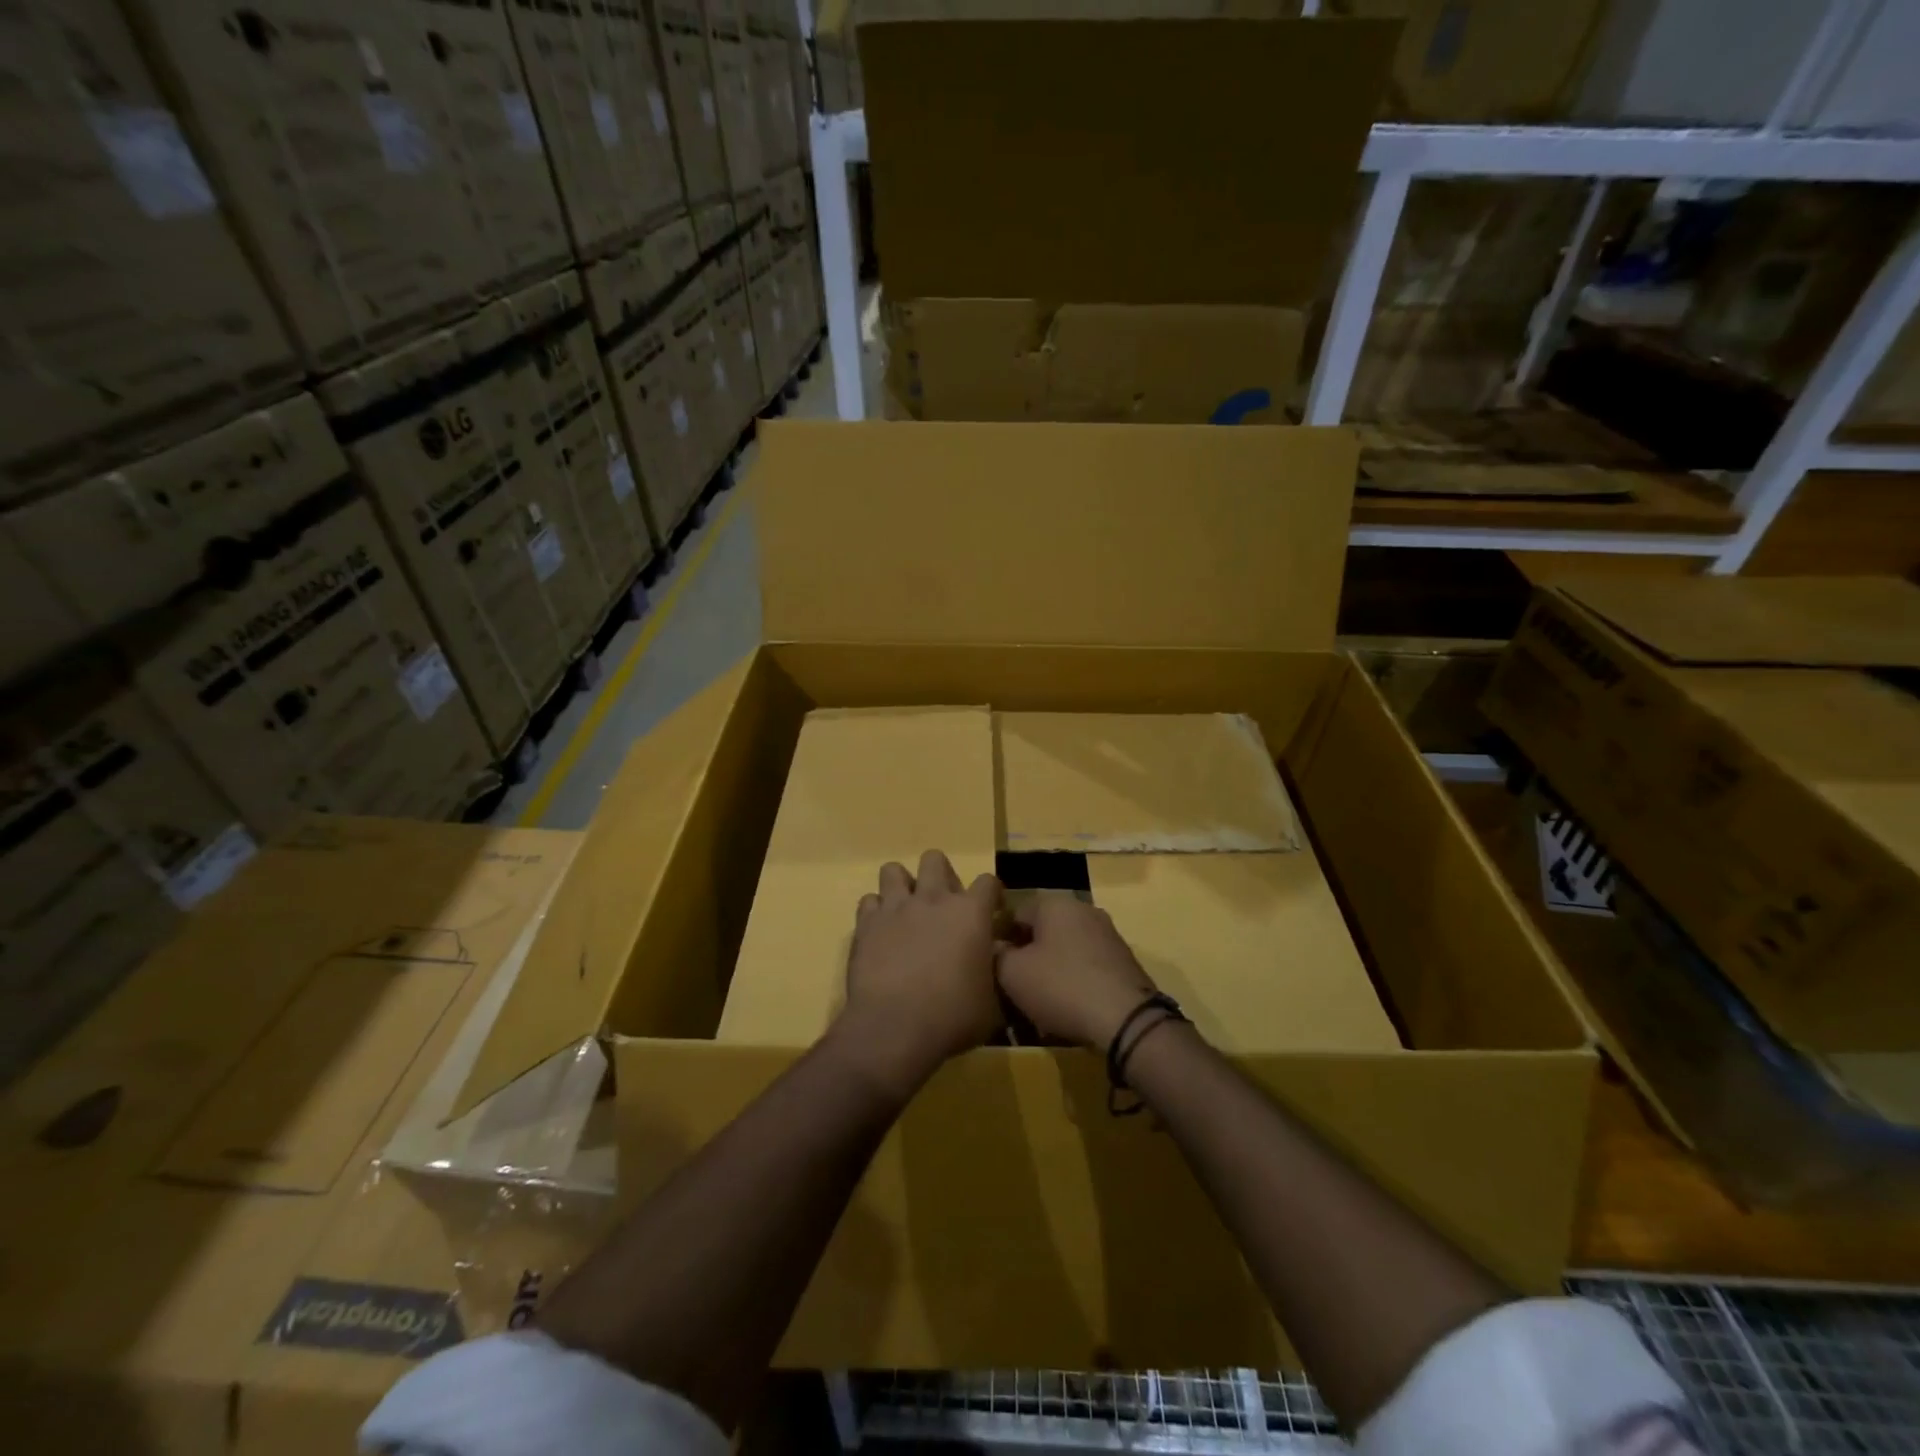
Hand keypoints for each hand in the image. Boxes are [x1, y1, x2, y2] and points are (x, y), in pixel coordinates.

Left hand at [834, 850, 1004, 1096]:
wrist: (895, 1029)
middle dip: (941, 876)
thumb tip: (993, 962)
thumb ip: (994, 973)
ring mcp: (896, 908)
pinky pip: (869, 901)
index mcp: (970, 913)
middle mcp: (933, 899)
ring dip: (902, 886)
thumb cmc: (952, 1018)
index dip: (991, 895)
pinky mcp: (866, 924)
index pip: (988, 881)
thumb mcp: (991, 1003)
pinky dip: (876, 913)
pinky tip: (881, 932)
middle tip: (943, 907)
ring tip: (906, 911)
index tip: (990, 913)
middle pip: (935, 859)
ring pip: (893, 870)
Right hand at [995, 894, 1157, 1050]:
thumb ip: (996, 955)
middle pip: (1043, 931)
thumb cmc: (1061, 986)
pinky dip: (1074, 982)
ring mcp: (1108, 935)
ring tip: (1039, 1003)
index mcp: (1055, 904)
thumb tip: (994, 948)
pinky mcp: (1123, 961)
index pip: (1015, 913)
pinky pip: (1087, 967)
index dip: (999, 938)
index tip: (992, 966)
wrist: (1126, 1019)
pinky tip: (1067, 1009)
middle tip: (1014, 986)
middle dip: (1027, 956)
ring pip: (1065, 950)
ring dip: (1050, 971)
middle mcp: (1084, 910)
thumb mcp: (1012, 973)